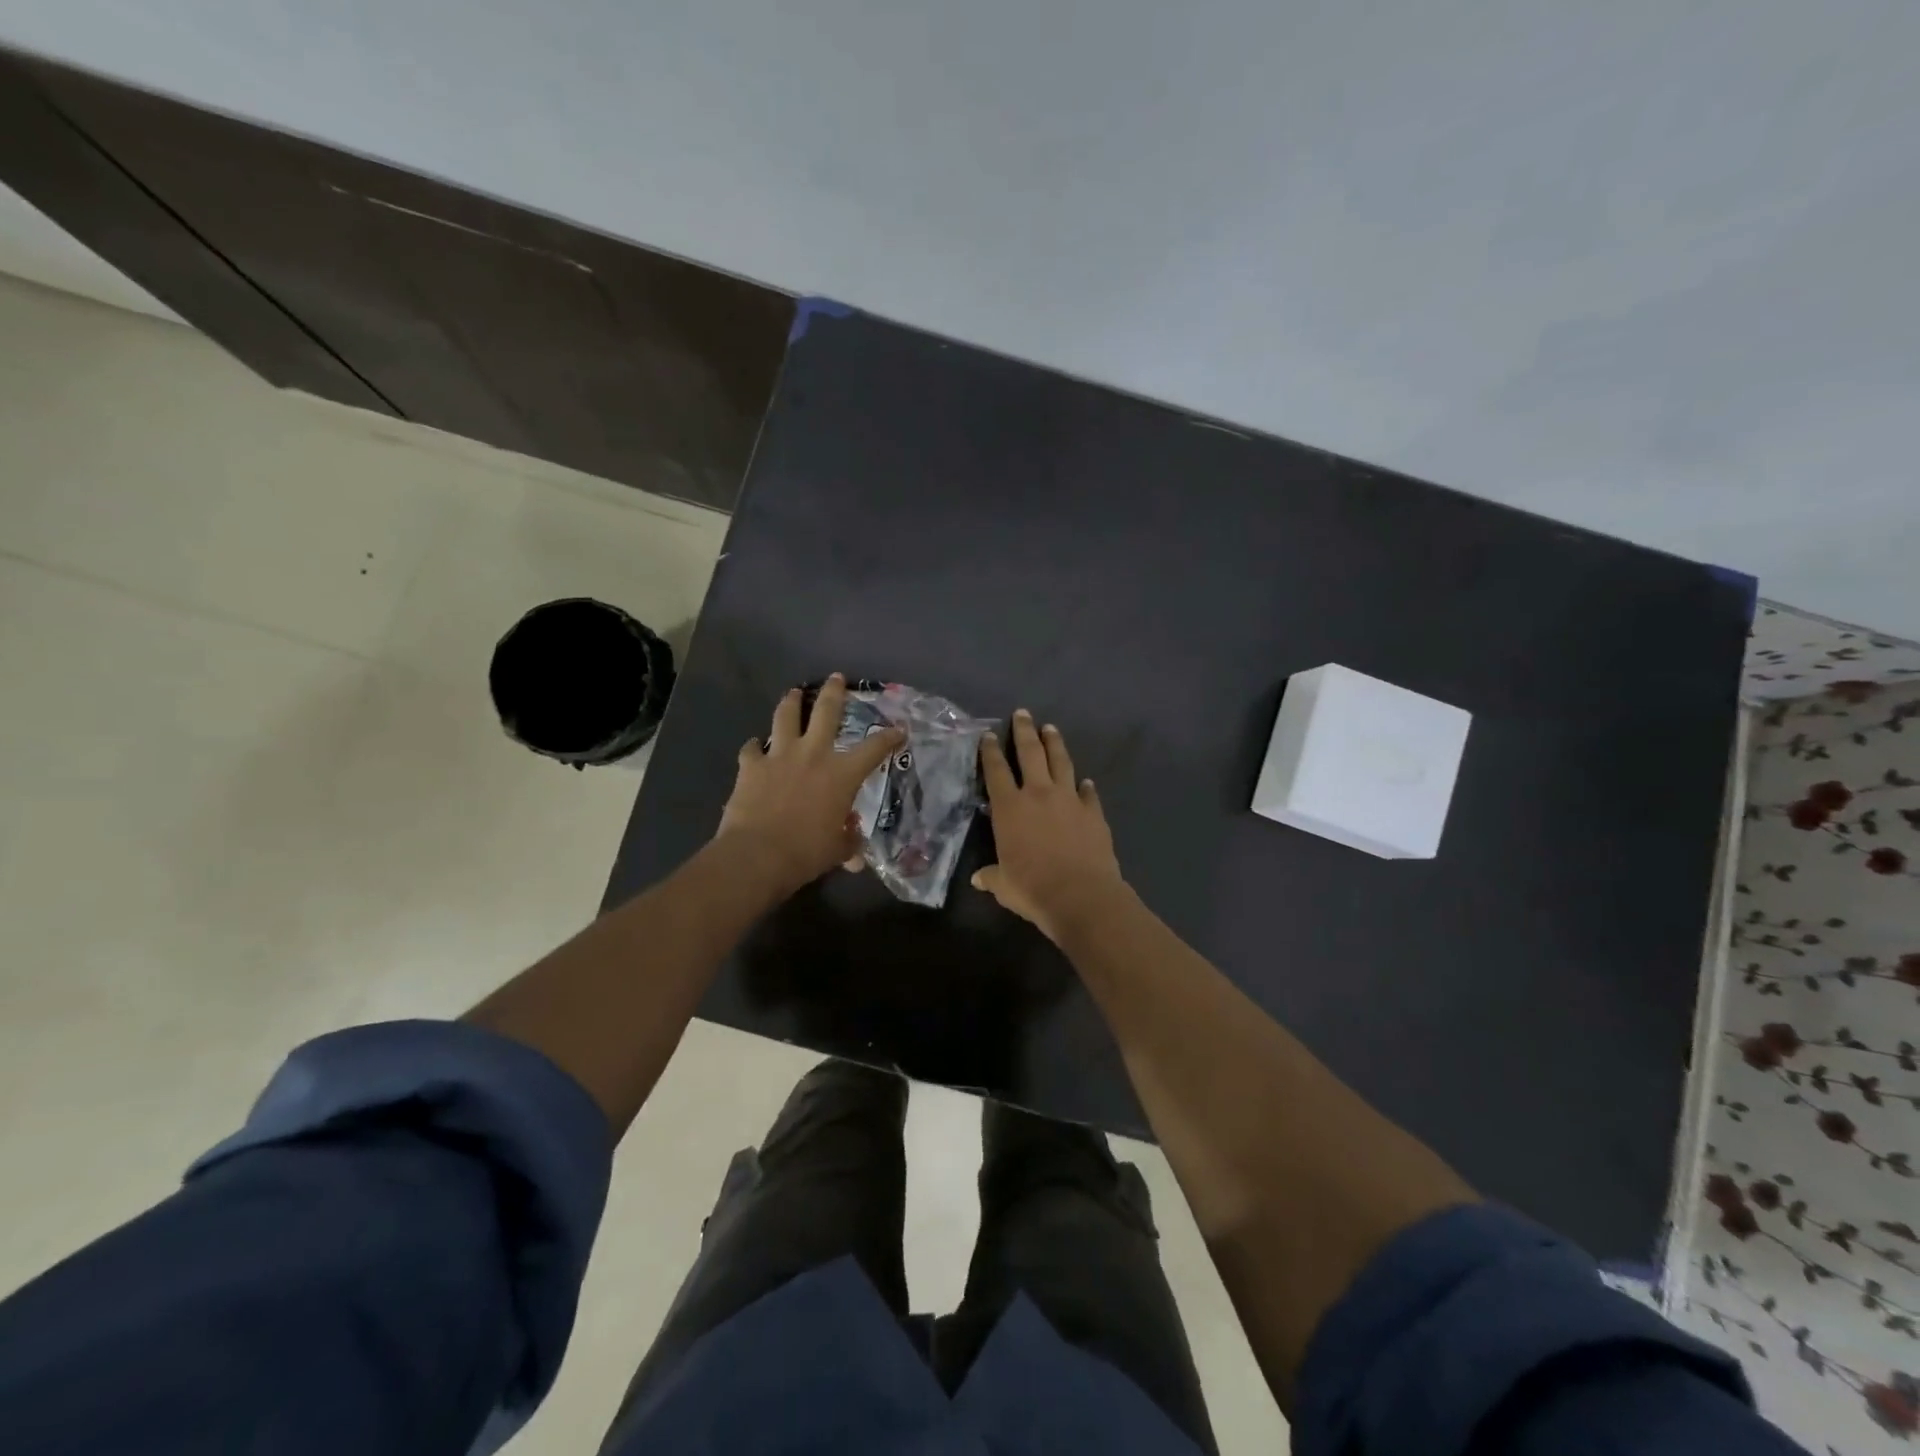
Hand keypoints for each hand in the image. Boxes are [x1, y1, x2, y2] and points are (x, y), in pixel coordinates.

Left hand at [717, 675, 904, 896]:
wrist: (758, 854)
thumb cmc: (807, 853)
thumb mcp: (837, 851)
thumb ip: (848, 843)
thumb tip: (854, 853)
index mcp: (842, 774)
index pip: (874, 749)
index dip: (889, 737)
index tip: (899, 729)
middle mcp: (813, 755)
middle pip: (826, 712)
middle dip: (833, 692)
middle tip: (836, 677)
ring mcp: (779, 756)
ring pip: (786, 717)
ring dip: (790, 702)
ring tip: (793, 693)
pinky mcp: (751, 766)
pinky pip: (751, 749)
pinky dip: (754, 747)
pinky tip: (755, 746)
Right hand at [973, 710, 1124, 942]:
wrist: (1082, 895)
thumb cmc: (1033, 889)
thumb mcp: (1004, 885)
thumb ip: (991, 876)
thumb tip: (978, 878)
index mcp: (1010, 808)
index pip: (996, 771)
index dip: (991, 752)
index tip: (989, 735)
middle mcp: (1039, 794)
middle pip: (1031, 753)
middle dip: (1025, 731)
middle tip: (1023, 713)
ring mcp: (1069, 800)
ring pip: (1061, 762)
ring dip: (1055, 744)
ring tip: (1051, 729)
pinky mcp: (1093, 812)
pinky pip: (1088, 793)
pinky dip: (1085, 786)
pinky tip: (1085, 781)